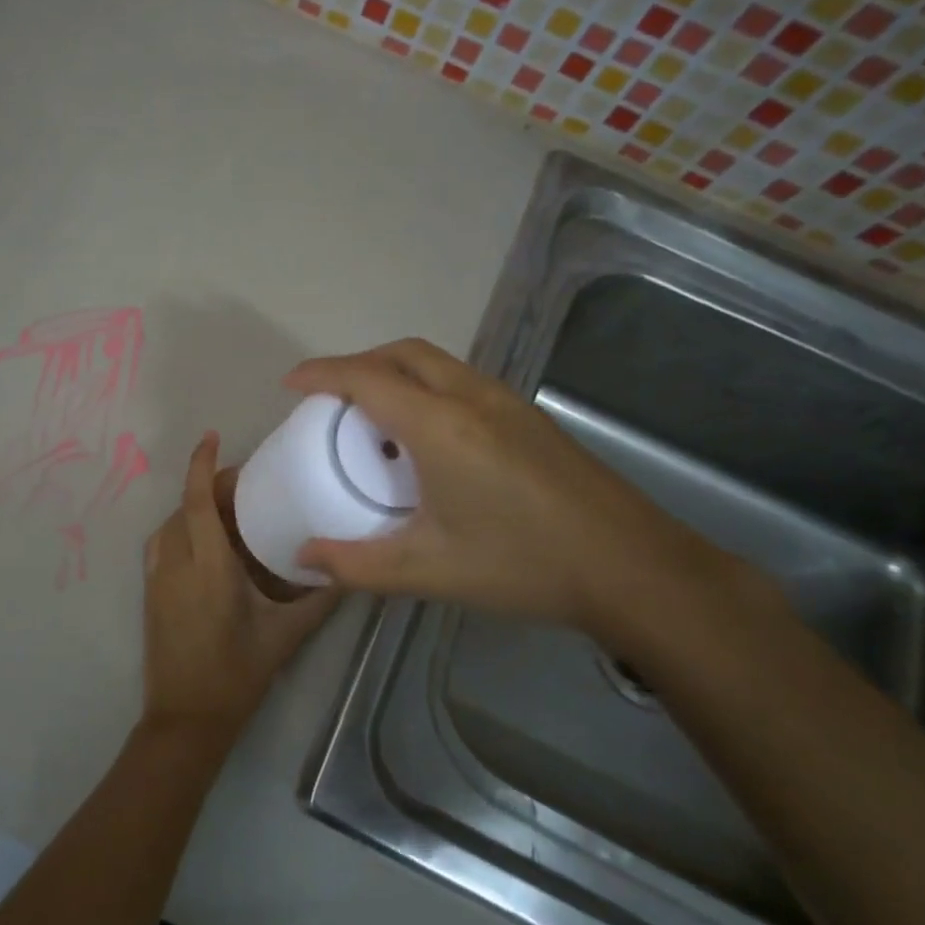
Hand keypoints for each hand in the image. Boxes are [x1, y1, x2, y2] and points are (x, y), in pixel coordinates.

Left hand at [142, 432, 339, 749]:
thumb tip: (349, 572)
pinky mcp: (150, 594)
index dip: (201, 466)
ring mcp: (157, 580)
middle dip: (206, 486)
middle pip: (183, 508)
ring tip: (226, 511)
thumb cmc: (237, 675)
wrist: (185, 720)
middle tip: (243, 485)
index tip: (211, 437)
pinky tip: (207, 545)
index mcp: (208, 569)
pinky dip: (181, 530)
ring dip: (191, 508)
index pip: (196, 503)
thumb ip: (319, 601)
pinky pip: (162, 546)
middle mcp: (176, 565)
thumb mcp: (284, 636)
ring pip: (169, 526)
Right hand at [284, 339, 736, 641]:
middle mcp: (472, 399)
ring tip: (372, 414)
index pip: (367, 380)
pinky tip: (427, 437)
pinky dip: (425, 386)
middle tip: (329, 397)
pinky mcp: (529, 419)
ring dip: (395, 371)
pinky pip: (461, 380)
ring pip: (436, 363)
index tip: (290, 383)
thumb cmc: (524, 564)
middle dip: (358, 363)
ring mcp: (507, 404)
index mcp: (441, 426)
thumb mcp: (429, 570)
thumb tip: (303, 558)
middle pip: (403, 354)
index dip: (322, 374)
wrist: (633, 568)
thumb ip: (357, 564)